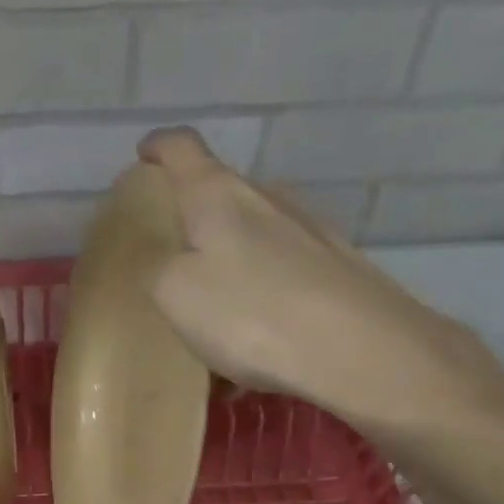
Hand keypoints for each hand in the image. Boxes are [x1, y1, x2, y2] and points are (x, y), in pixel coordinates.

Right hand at [137, 128, 503, 444]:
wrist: (359, 350)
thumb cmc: (251, 312)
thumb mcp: (176, 293)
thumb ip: (156, 269)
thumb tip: (163, 260)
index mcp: (220, 195)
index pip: (182, 149)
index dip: (158, 148)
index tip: (143, 156)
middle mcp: (270, 200)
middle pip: (223, 197)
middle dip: (195, 221)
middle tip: (171, 258)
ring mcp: (311, 233)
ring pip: (255, 243)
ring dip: (230, 271)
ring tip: (213, 319)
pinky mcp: (338, 271)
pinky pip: (283, 281)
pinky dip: (261, 305)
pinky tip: (254, 356)